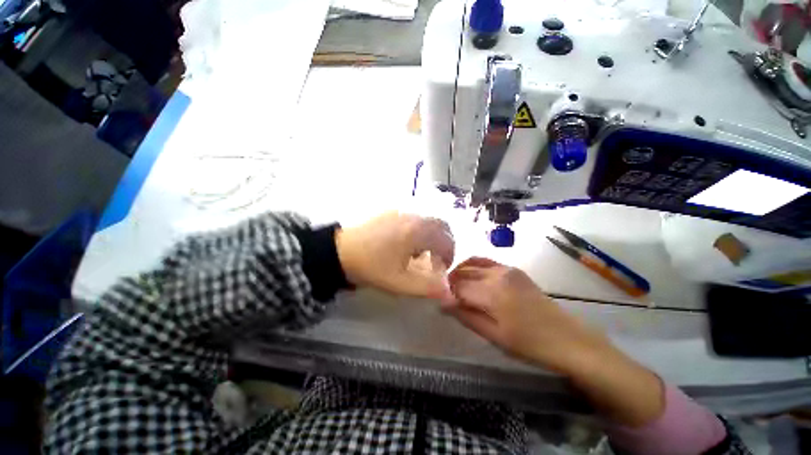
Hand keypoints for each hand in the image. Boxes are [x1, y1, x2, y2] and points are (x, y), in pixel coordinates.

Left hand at [335, 212, 454, 303]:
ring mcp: (401, 212)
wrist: (340, 251)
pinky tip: (405, 244)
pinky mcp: (391, 212)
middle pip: (440, 225)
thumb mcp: (400, 282)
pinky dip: (419, 230)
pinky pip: (414, 219)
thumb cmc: (371, 266)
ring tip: (419, 253)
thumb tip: (449, 291)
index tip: (442, 268)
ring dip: (431, 236)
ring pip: (427, 221)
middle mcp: (413, 216)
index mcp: (418, 231)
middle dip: (443, 243)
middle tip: (435, 259)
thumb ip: (427, 288)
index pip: (446, 239)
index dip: (449, 255)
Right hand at [447, 257, 664, 425]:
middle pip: (463, 272)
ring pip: (473, 263)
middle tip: (444, 294)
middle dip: (450, 282)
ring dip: (460, 272)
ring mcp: (507, 269)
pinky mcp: (514, 270)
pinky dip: (474, 266)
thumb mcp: (494, 335)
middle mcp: (497, 274)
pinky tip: (471, 277)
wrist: (568, 340)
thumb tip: (443, 304)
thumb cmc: (530, 344)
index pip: (457, 287)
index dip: (445, 293)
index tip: (439, 302)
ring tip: (454, 285)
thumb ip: (466, 316)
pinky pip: (486, 262)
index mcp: (492, 292)